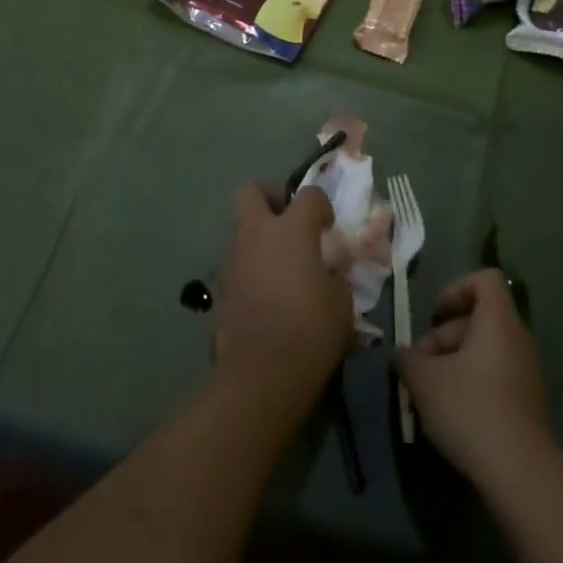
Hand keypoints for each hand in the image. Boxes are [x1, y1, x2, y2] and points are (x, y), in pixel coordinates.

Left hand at [214, 181, 353, 426]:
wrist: (261, 372)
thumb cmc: (310, 330)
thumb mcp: (341, 301)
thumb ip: (335, 273)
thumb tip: (329, 268)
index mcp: (292, 229)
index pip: (309, 195)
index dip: (322, 206)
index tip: (329, 227)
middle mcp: (258, 232)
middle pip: (253, 191)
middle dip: (271, 197)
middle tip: (290, 221)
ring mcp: (234, 256)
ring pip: (242, 227)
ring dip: (260, 235)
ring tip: (282, 264)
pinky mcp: (222, 284)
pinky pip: (238, 260)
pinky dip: (252, 265)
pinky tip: (268, 291)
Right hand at [395, 269, 549, 486]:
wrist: (520, 473)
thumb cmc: (470, 408)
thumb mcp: (424, 379)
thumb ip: (408, 359)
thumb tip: (402, 355)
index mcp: (498, 321)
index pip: (484, 279)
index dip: (456, 289)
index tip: (434, 316)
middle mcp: (518, 339)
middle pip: (477, 319)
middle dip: (444, 337)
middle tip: (419, 367)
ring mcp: (527, 373)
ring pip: (484, 351)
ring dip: (454, 364)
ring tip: (429, 395)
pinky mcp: (528, 404)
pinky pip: (495, 377)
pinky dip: (472, 386)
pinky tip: (451, 415)